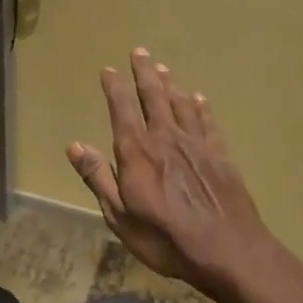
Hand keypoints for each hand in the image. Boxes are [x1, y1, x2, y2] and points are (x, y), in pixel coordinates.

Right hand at [68, 49, 282, 302]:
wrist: (227, 250)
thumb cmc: (166, 238)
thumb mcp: (120, 216)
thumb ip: (98, 177)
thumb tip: (74, 145)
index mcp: (137, 152)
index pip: (122, 109)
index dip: (115, 87)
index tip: (109, 70)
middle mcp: (165, 138)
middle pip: (154, 97)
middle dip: (144, 73)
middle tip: (139, 52)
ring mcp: (196, 144)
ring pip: (180, 104)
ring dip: (170, 84)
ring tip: (163, 68)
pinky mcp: (220, 155)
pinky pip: (207, 122)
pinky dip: (201, 107)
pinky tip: (198, 98)